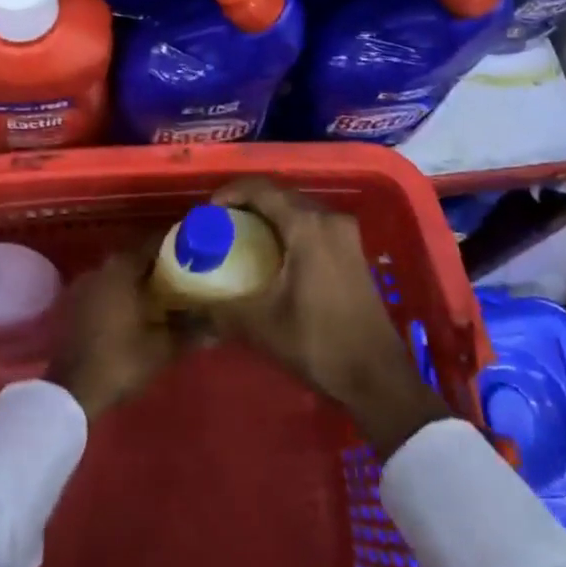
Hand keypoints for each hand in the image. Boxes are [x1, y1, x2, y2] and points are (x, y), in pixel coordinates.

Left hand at [48, 243, 184, 421]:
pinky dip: (121, 294)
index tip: (195, 254)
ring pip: (119, 274)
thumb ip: (191, 331)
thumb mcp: (162, 348)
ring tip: (163, 296)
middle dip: (159, 266)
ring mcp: (84, 284)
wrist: (71, 392)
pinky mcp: (74, 303)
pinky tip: (135, 312)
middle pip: (136, 258)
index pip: (154, 244)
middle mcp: (101, 267)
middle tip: (183, 277)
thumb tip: (218, 325)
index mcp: (122, 267)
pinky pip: (105, 289)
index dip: (176, 247)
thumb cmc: (120, 360)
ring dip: (138, 281)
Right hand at [207, 177, 450, 456]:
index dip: (230, 193)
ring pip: (297, 208)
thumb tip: (186, 305)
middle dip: (247, 203)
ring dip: (269, 215)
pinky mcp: (352, 250)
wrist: (378, 378)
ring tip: (241, 236)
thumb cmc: (320, 342)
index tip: (207, 211)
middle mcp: (329, 218)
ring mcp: (345, 233)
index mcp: (307, 225)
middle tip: (220, 223)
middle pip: (280, 194)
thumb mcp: (262, 326)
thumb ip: (220, 309)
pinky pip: (312, 223)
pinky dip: (288, 228)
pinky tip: (272, 253)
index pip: (261, 189)